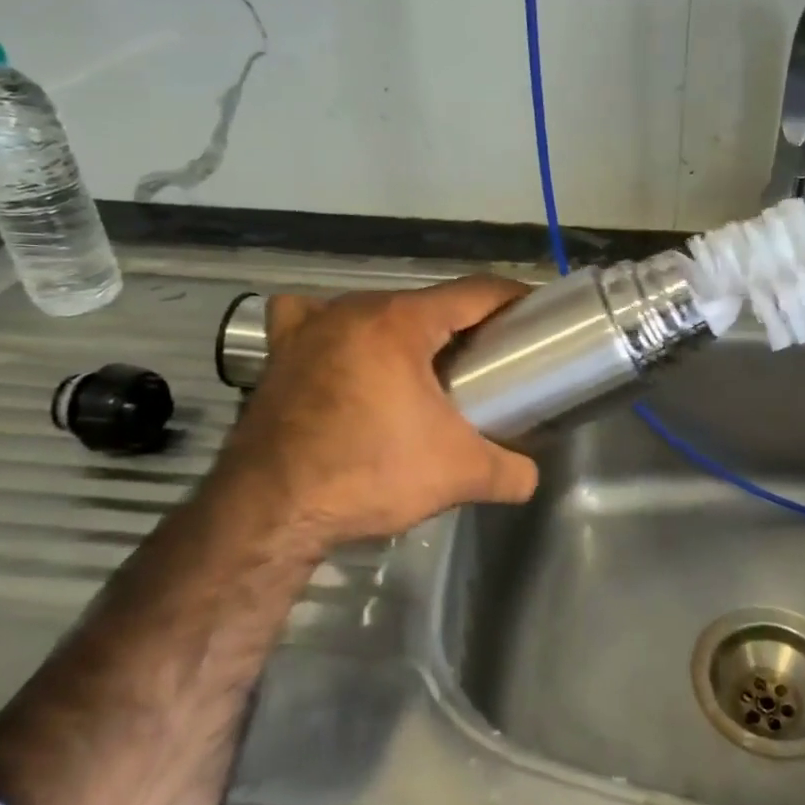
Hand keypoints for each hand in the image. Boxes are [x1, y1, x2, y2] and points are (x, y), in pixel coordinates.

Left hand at [213, 276, 539, 550]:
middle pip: (427, 302)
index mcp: (401, 322)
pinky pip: (310, 320)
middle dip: (463, 325)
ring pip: (375, 310)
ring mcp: (309, 327)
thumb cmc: (369, 474)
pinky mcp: (278, 354)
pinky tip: (342, 357)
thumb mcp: (459, 474)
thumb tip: (529, 476)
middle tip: (488, 363)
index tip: (535, 317)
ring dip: (405, 329)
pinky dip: (332, 330)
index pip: (476, 292)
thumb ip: (511, 472)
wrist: (269, 512)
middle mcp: (353, 309)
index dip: (513, 299)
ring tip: (421, 371)